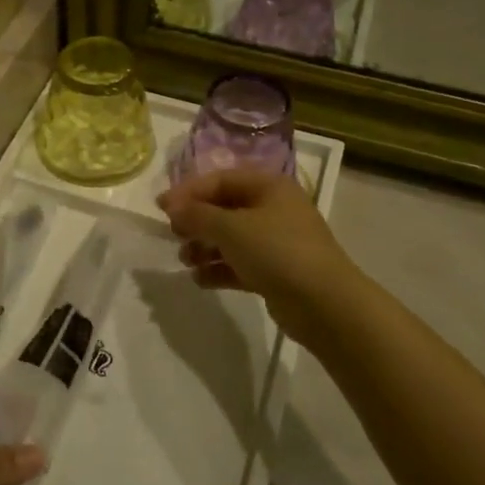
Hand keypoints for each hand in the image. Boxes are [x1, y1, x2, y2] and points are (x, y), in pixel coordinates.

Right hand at [156, 168, 360, 349]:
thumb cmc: (277, 251)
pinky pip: (239, 264)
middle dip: (196, 221)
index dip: (188, 191)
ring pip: (230, 238)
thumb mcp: (230, 227)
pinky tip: (200, 280)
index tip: (161, 208)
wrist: (324, 304)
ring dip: (204, 247)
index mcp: (268, 187)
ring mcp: (276, 242)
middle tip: (174, 234)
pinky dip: (218, 269)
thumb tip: (172, 206)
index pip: (220, 180)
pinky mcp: (275, 272)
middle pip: (224, 208)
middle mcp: (273, 209)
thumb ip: (197, 214)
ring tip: (186, 260)